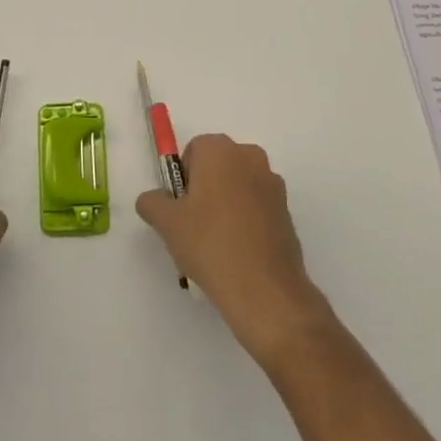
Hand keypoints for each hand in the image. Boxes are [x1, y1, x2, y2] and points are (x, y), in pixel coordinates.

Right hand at [136, 135, 333, 366]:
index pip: (193, 151)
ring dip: (226, 205)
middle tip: (194, 225)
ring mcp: (273, 184)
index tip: (180, 208)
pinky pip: (257, 207)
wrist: (264, 290)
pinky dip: (246, 221)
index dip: (183, 179)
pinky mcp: (287, 211)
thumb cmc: (210, 244)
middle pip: (218, 166)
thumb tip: (153, 200)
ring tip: (216, 244)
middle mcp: (250, 157)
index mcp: (220, 149)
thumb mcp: (166, 223)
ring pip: (238, 187)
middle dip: (205, 189)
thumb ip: (152, 202)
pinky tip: (238, 253)